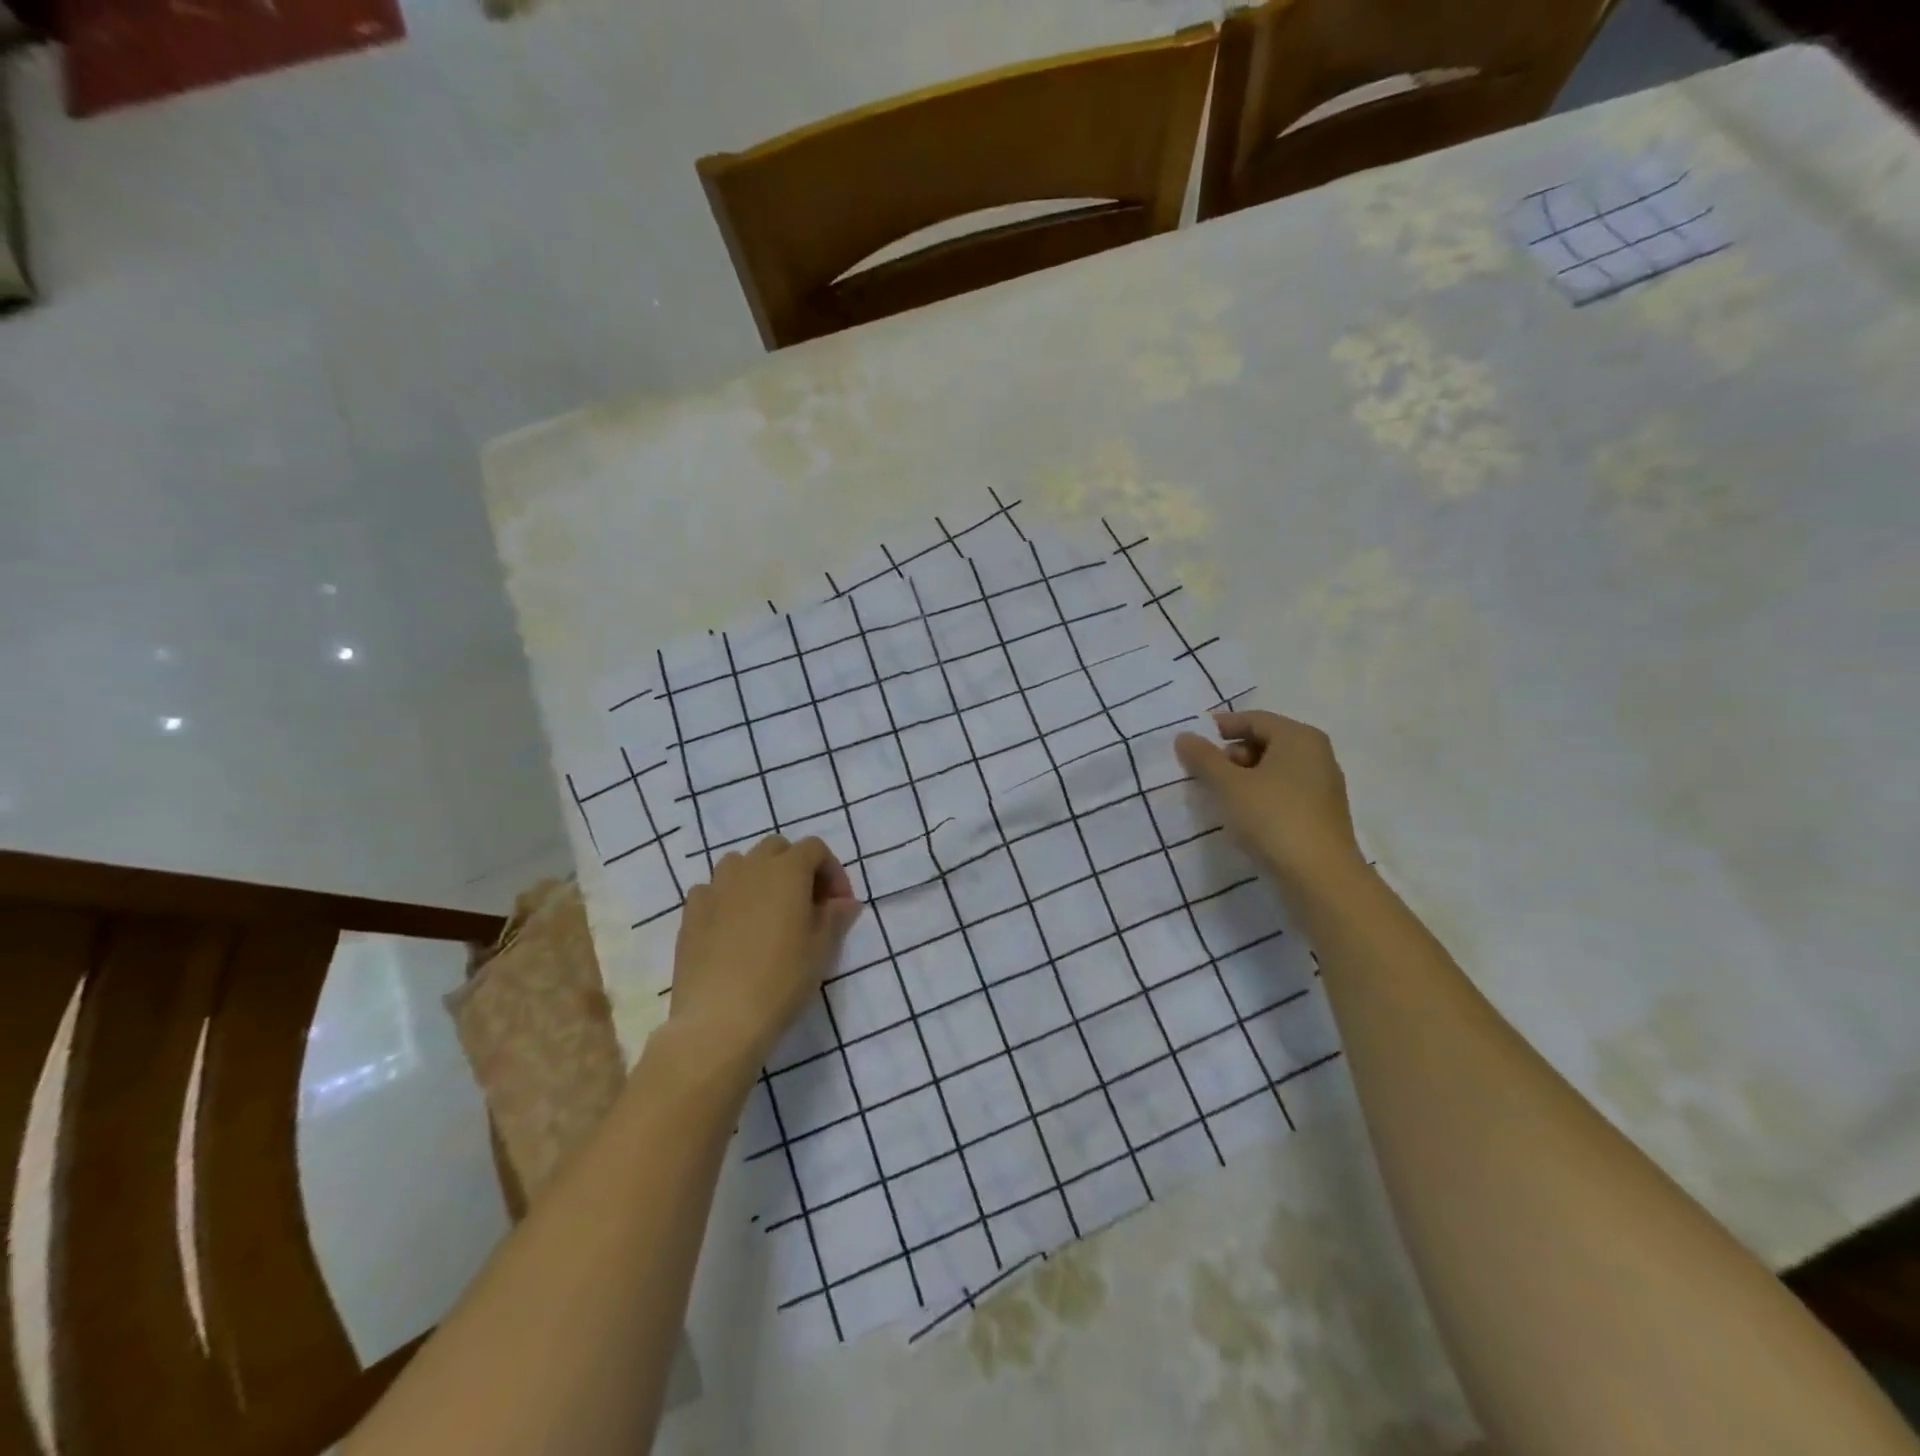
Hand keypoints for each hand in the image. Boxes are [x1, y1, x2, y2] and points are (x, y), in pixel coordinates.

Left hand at [669, 835, 862, 1073]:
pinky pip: (714, 890)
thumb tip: (844, 902)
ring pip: (741, 864)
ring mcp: (715, 887)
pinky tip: (734, 930)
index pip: (815, 849)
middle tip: (807, 906)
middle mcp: (749, 867)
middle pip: (777, 849)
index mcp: (787, 870)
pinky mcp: (691, 912)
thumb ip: (836, 917)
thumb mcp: (822, 950)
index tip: (839, 906)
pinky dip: (728, 898)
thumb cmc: (781, 980)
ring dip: (760, 878)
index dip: (832, 871)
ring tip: (768, 915)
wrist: (719, 1020)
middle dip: (796, 868)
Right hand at [1174, 710, 1362, 889]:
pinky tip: (1243, 817)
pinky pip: (1283, 793)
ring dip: (1243, 778)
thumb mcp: (1228, 785)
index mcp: (1299, 737)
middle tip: (1204, 775)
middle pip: (1265, 742)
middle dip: (1231, 755)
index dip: (1221, 727)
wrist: (1320, 878)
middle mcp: (1316, 755)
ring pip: (1274, 770)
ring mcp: (1322, 786)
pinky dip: (1260, 796)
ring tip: (1218, 798)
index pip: (1254, 719)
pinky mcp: (1321, 815)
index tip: (1192, 743)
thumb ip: (1203, 758)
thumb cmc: (1272, 818)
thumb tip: (1184, 737)